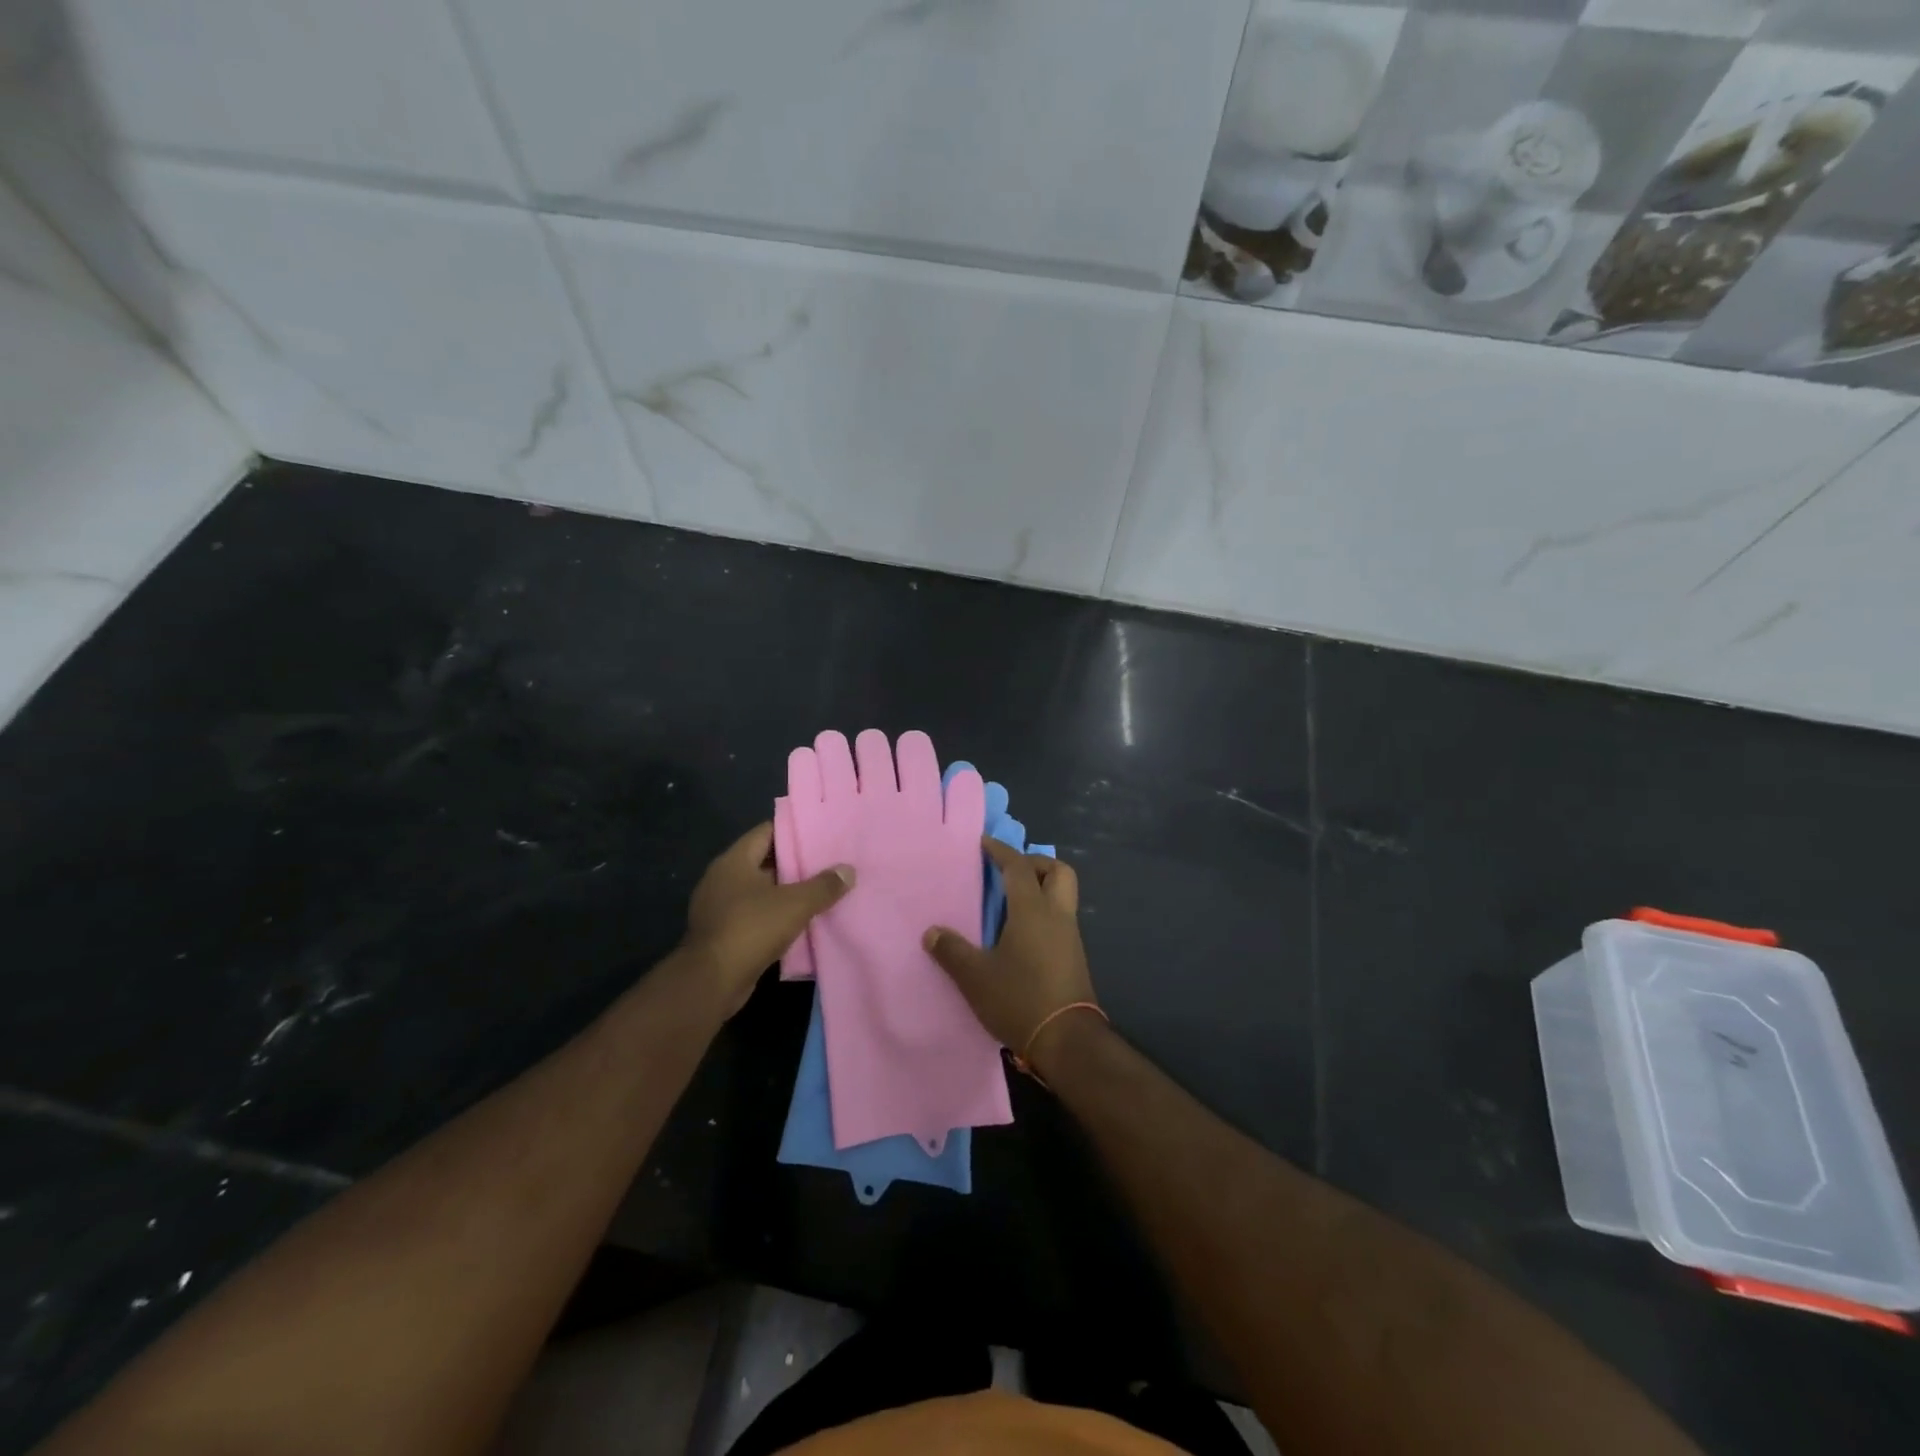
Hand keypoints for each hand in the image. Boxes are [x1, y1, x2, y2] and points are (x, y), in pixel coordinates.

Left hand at [683, 822, 852, 1015]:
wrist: (711, 982)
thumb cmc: (751, 929)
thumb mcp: (795, 904)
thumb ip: (823, 886)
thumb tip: (848, 870)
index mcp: (734, 861)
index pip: (766, 832)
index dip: (793, 831)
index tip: (820, 833)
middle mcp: (722, 879)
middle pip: (764, 861)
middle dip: (794, 863)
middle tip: (828, 862)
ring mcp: (719, 907)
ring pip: (760, 891)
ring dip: (785, 892)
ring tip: (820, 891)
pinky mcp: (722, 933)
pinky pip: (754, 915)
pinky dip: (774, 916)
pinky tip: (800, 921)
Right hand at [923, 838, 1098, 1077]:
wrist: (1068, 1041)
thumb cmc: (1020, 999)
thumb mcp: (976, 977)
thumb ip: (952, 951)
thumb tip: (932, 932)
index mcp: (1033, 910)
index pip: (1019, 867)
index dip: (1001, 851)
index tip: (984, 843)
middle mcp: (1057, 915)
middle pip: (1057, 871)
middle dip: (1035, 863)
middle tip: (1008, 872)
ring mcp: (1070, 936)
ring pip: (1063, 895)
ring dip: (1041, 888)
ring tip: (1010, 902)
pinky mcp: (1074, 957)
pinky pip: (1061, 918)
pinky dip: (1044, 912)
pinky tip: (1021, 933)